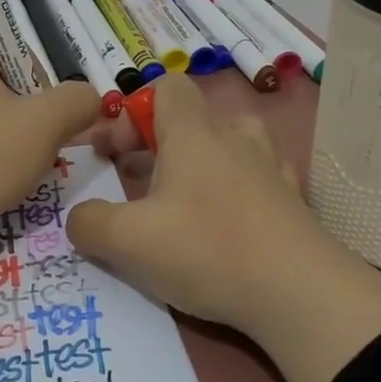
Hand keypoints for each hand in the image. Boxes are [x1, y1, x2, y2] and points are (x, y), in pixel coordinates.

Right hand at [67, 72, 380, 381]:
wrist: (301, 294)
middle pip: (196, 118)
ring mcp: (272, 170)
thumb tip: (80, 219)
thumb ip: (89, 224)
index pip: (166, 87)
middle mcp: (235, 140)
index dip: (133, 111)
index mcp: (193, 134)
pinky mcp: (295, 204)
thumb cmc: (206, 250)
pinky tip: (230, 224)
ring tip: (188, 199)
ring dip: (206, 162)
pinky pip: (262, 180)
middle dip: (161, 144)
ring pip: (234, 144)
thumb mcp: (127, 242)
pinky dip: (240, 191)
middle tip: (141, 182)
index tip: (115, 153)